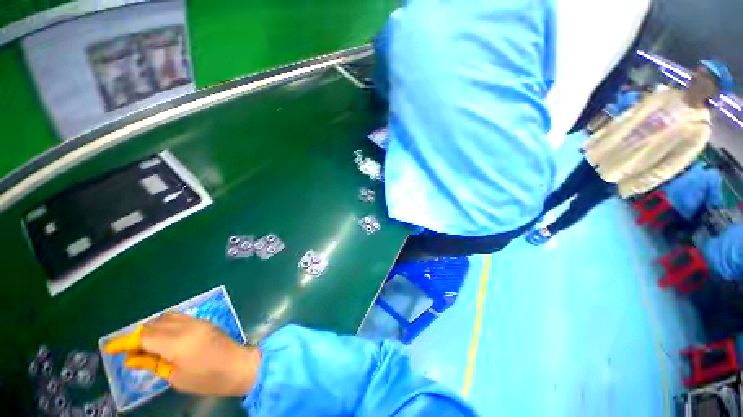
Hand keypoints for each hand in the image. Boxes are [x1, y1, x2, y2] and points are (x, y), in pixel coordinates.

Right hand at [104, 313, 259, 396]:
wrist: (238, 366)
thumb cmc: (207, 378)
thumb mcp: (175, 376)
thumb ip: (153, 364)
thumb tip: (131, 358)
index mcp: (178, 341)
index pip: (144, 336)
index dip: (125, 342)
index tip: (110, 349)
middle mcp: (187, 326)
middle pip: (153, 324)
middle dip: (137, 336)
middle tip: (131, 353)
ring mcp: (198, 321)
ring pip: (166, 317)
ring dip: (152, 329)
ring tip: (146, 347)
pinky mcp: (204, 321)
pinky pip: (179, 318)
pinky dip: (165, 326)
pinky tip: (163, 339)